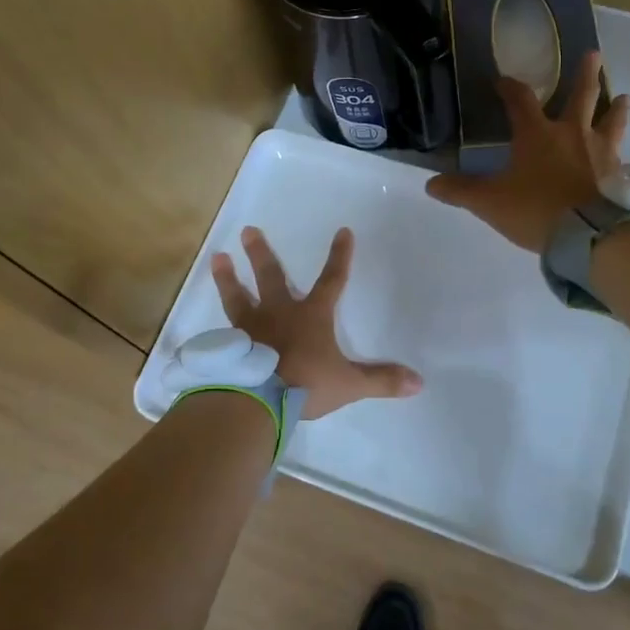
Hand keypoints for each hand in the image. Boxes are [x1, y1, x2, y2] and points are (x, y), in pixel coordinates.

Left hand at [210, 226, 422, 418]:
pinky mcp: (230, 345)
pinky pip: (223, 329)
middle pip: (271, 276)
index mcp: (312, 316)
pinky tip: (210, 322)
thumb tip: (418, 383)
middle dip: (262, 253)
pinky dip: (217, 324)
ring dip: (228, 276)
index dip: (340, 256)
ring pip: (238, 295)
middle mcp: (279, 313)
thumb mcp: (349, 384)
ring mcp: (251, 327)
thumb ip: (381, 381)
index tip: (343, 231)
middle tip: (248, 230)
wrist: (259, 399)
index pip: (332, 280)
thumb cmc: (306, 384)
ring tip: (218, 257)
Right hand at [425, 51, 629, 252]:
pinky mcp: (619, 174)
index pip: (520, 100)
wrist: (590, 234)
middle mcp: (572, 134)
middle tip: (593, 54)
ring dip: (616, 108)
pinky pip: (622, 157)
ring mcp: (600, 152)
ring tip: (624, 97)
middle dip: (585, 75)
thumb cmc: (536, 210)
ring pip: (611, 122)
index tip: (502, 80)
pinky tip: (624, 156)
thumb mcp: (490, 202)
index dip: (509, 88)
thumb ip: (461, 191)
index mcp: (537, 134)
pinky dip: (621, 152)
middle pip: (581, 96)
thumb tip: (430, 184)